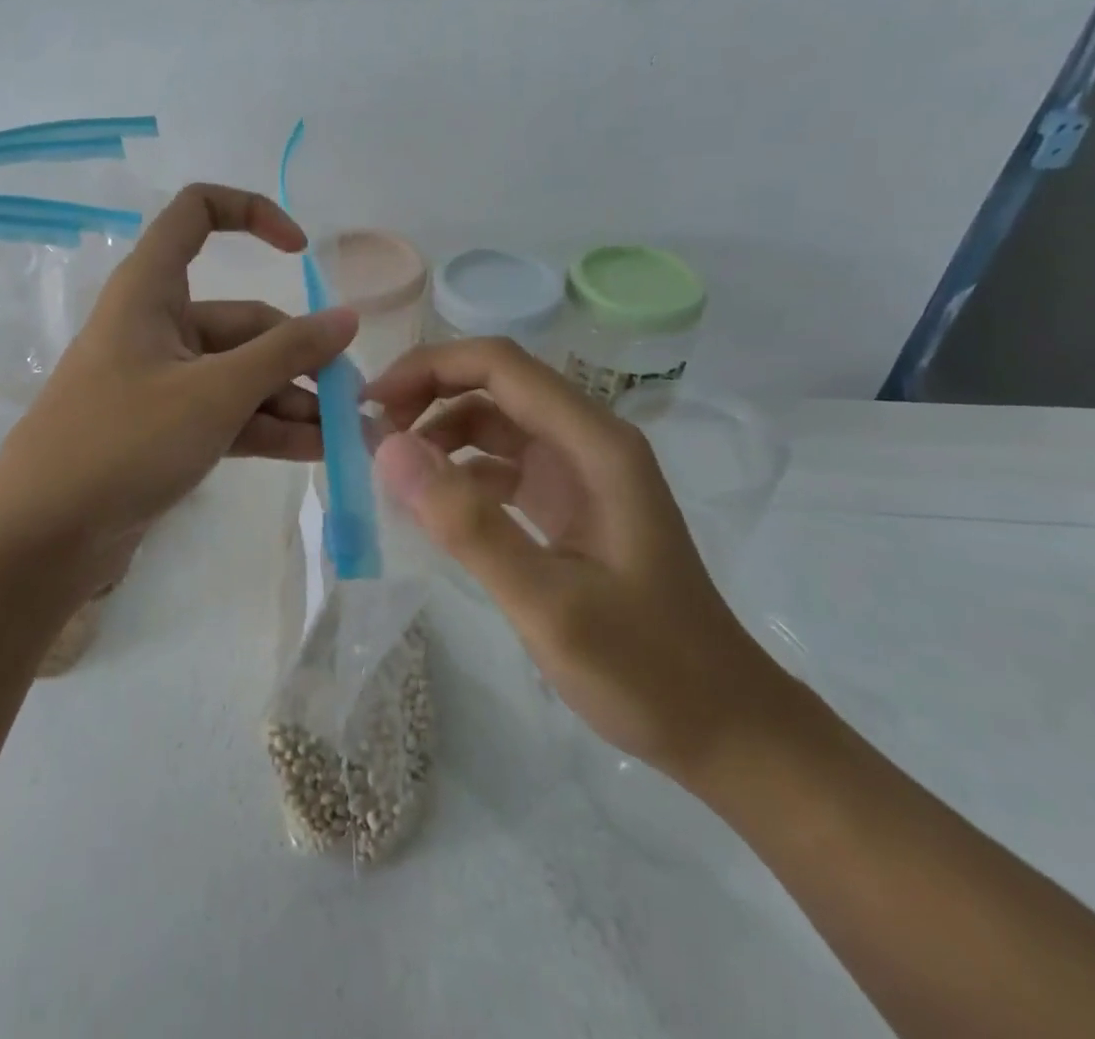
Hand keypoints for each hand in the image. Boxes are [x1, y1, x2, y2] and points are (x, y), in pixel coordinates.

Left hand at [0, 184, 356, 597]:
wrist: (42, 537)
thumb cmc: (123, 442)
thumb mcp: (214, 393)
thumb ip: (285, 354)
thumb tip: (347, 318)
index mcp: (150, 290)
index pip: (198, 213)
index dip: (253, 214)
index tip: (302, 253)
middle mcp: (157, 325)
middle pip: (242, 319)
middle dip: (297, 354)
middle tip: (347, 394)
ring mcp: (162, 381)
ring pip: (240, 372)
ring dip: (290, 398)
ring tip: (342, 432)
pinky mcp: (166, 428)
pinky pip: (228, 413)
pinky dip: (267, 427)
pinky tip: (315, 450)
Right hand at [367, 338, 790, 781]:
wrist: (725, 729)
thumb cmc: (647, 668)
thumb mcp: (548, 602)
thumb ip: (468, 525)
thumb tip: (388, 449)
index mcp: (594, 444)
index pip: (501, 366)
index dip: (430, 368)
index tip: (371, 404)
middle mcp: (587, 442)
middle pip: (495, 385)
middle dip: (427, 395)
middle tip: (369, 434)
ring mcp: (579, 474)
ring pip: (494, 424)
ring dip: (439, 434)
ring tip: (389, 470)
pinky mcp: (568, 505)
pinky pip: (501, 467)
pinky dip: (459, 473)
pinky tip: (429, 505)